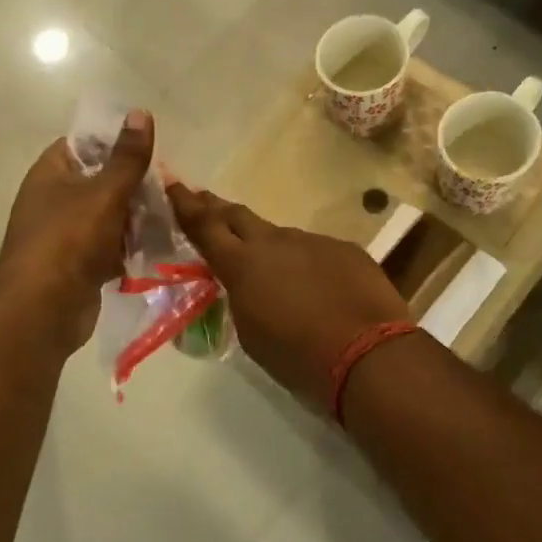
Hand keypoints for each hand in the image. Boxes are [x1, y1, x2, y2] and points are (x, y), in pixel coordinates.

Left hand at [0, 110, 154, 352]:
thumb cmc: (69, 240)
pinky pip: (110, 248)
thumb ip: (127, 157)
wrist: (42, 311)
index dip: (114, 142)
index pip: (83, 144)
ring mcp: (66, 235)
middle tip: (170, 186)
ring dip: (136, 218)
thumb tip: (140, 112)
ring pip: (109, 216)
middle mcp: (54, 200)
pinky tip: (159, 247)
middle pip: (100, 181)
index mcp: (50, 173)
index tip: (149, 148)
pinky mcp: (79, 266)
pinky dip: (129, 248)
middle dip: (134, 185)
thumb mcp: (104, 192)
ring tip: (171, 215)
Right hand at [167, 183, 410, 413]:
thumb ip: (243, 297)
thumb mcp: (252, 333)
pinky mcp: (345, 249)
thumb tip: (249, 284)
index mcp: (242, 265)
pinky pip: (317, 252)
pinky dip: (309, 265)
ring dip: (272, 249)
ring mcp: (313, 241)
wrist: (367, 354)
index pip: (205, 226)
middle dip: (219, 209)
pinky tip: (319, 287)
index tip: (174, 185)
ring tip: (275, 272)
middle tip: (205, 201)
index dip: (186, 204)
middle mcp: (274, 242)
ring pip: (282, 239)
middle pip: (239, 216)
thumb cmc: (297, 356)